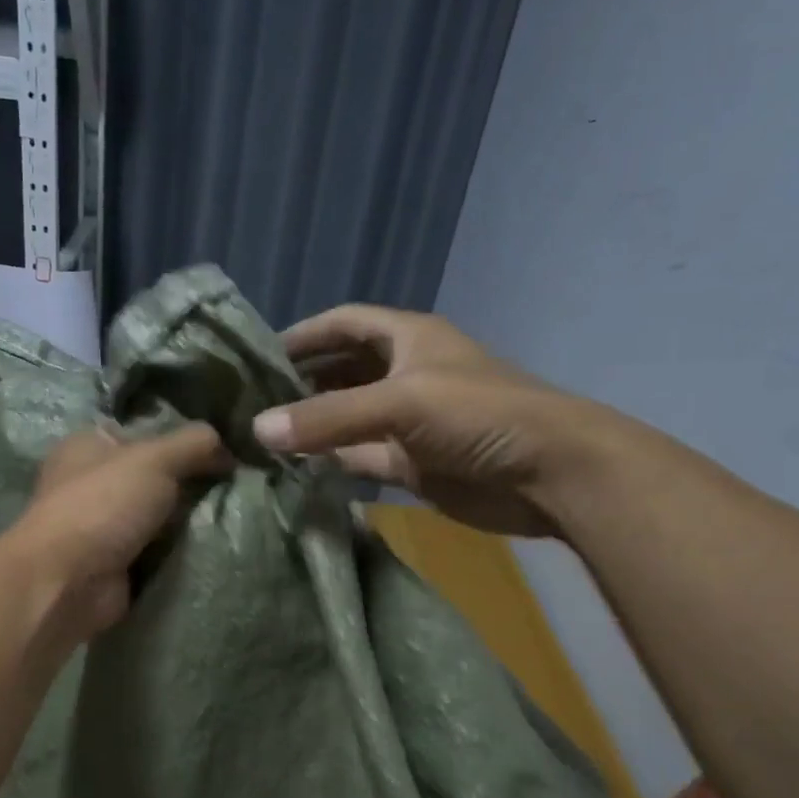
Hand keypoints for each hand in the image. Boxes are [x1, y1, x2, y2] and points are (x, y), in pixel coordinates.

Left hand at [11, 422, 229, 639]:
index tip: (222, 452)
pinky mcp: (115, 564)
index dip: (181, 440)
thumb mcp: (154, 459)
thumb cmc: (102, 506)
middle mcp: (92, 482)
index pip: (143, 433)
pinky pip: (158, 551)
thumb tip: (228, 448)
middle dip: (190, 483)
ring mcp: (102, 526)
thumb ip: (194, 444)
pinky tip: (212, 546)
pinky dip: (179, 552)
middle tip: (234, 487)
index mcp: (89, 445)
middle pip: (155, 476)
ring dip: (188, 521)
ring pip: (159, 516)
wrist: (68, 583)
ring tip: (231, 516)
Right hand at [251, 305, 607, 537]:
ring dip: (312, 425)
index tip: (257, 354)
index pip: (344, 323)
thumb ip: (328, 418)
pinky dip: (331, 462)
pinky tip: (295, 468)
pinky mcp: (411, 464)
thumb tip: (258, 430)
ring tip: (261, 435)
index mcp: (407, 338)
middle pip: (342, 371)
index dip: (304, 334)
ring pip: (348, 418)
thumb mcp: (400, 403)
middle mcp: (404, 375)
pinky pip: (360, 458)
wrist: (548, 474)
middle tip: (250, 400)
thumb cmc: (478, 415)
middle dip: (301, 382)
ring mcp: (407, 423)